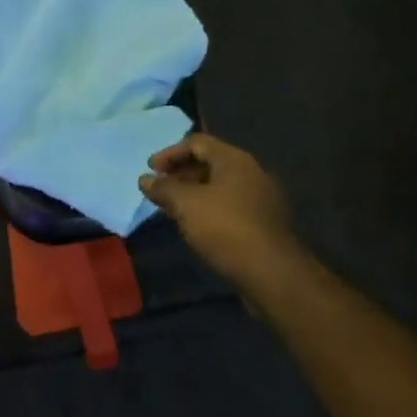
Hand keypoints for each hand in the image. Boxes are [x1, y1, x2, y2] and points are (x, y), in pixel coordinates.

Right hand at [139, 133, 302, 292]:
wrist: (271, 273)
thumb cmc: (225, 228)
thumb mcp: (185, 204)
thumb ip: (163, 188)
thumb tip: (145, 179)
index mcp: (235, 159)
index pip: (197, 142)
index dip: (170, 153)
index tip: (150, 170)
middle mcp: (251, 172)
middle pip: (210, 163)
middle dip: (180, 174)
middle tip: (159, 189)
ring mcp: (261, 198)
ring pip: (219, 186)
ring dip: (193, 193)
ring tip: (172, 209)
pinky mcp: (264, 222)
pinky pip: (230, 205)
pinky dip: (208, 209)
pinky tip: (195, 226)